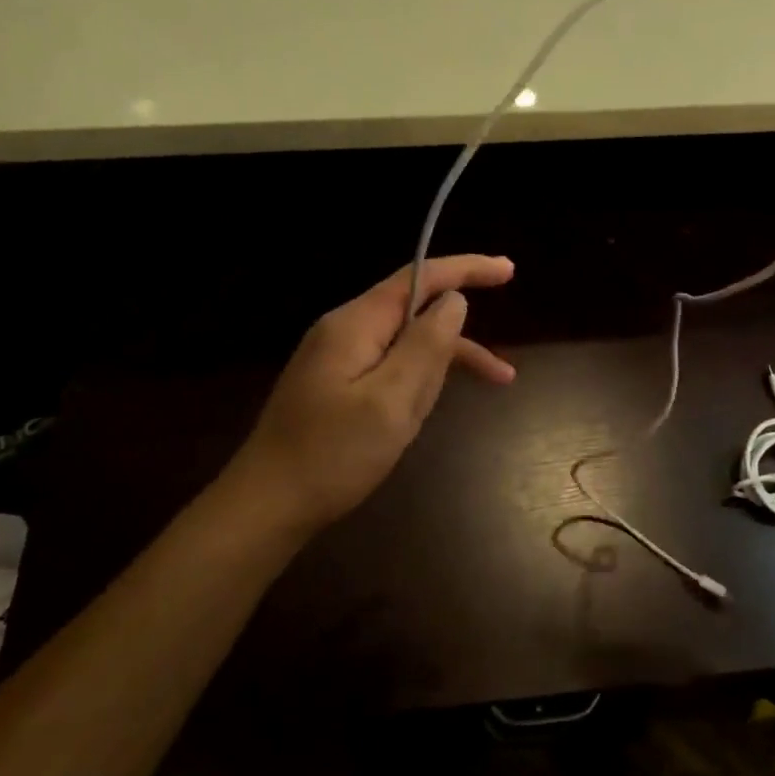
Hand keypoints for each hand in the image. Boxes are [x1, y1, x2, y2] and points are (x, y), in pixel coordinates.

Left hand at [225, 256, 515, 531]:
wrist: (266, 506)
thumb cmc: (332, 455)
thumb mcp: (391, 401)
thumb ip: (426, 345)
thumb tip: (454, 300)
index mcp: (355, 324)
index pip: (418, 278)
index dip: (465, 269)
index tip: (508, 270)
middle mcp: (344, 331)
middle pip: (414, 313)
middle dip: (456, 342)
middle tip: (499, 374)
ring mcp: (337, 360)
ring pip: (404, 348)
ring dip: (439, 371)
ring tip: (460, 418)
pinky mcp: (336, 386)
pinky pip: (388, 371)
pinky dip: (415, 385)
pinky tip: (425, 410)